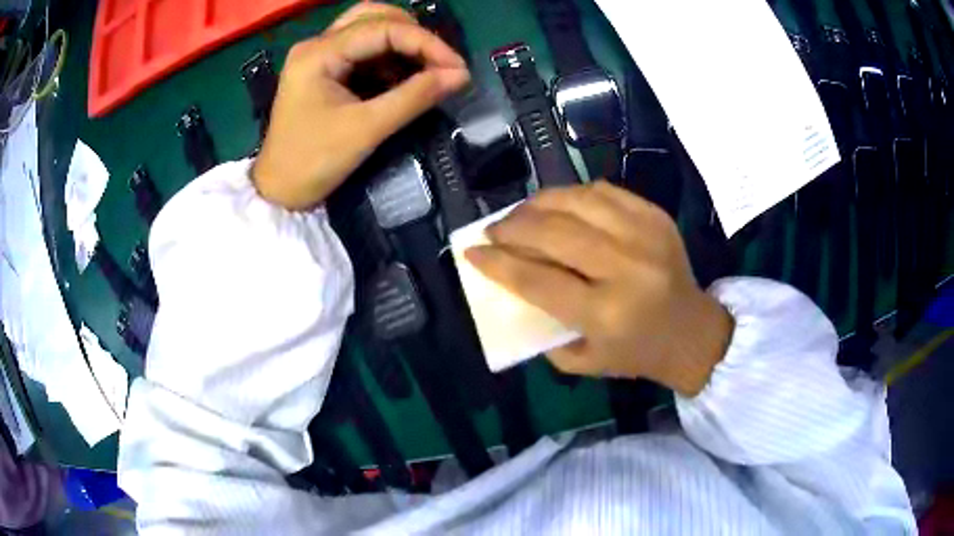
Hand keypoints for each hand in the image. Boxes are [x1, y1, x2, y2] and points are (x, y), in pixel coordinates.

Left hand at [253, 3, 470, 209]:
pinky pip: (362, 50)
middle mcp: (317, 45)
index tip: (457, 67)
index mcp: (319, 53)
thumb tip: (460, 76)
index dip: (426, 42)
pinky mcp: (323, 71)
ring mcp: (318, 56)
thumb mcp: (366, 129)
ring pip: (368, 28)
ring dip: (401, 43)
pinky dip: (388, 58)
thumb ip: (414, 97)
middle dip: (412, 34)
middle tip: (439, 62)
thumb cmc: (313, 162)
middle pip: (373, 16)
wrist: (280, 193)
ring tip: (427, 69)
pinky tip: (404, 77)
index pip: (383, 28)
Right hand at [466, 182, 733, 396]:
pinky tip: (559, 206)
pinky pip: (603, 191)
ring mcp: (645, 235)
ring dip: (539, 204)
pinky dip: (573, 195)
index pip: (538, 280)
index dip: (498, 264)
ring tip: (522, 214)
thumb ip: (543, 327)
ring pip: (577, 201)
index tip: (471, 252)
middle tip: (494, 230)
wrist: (692, 331)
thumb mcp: (582, 361)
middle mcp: (626, 269)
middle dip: (513, 227)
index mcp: (606, 314)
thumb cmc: (635, 354)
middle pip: (554, 233)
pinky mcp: (656, 216)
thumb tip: (512, 282)